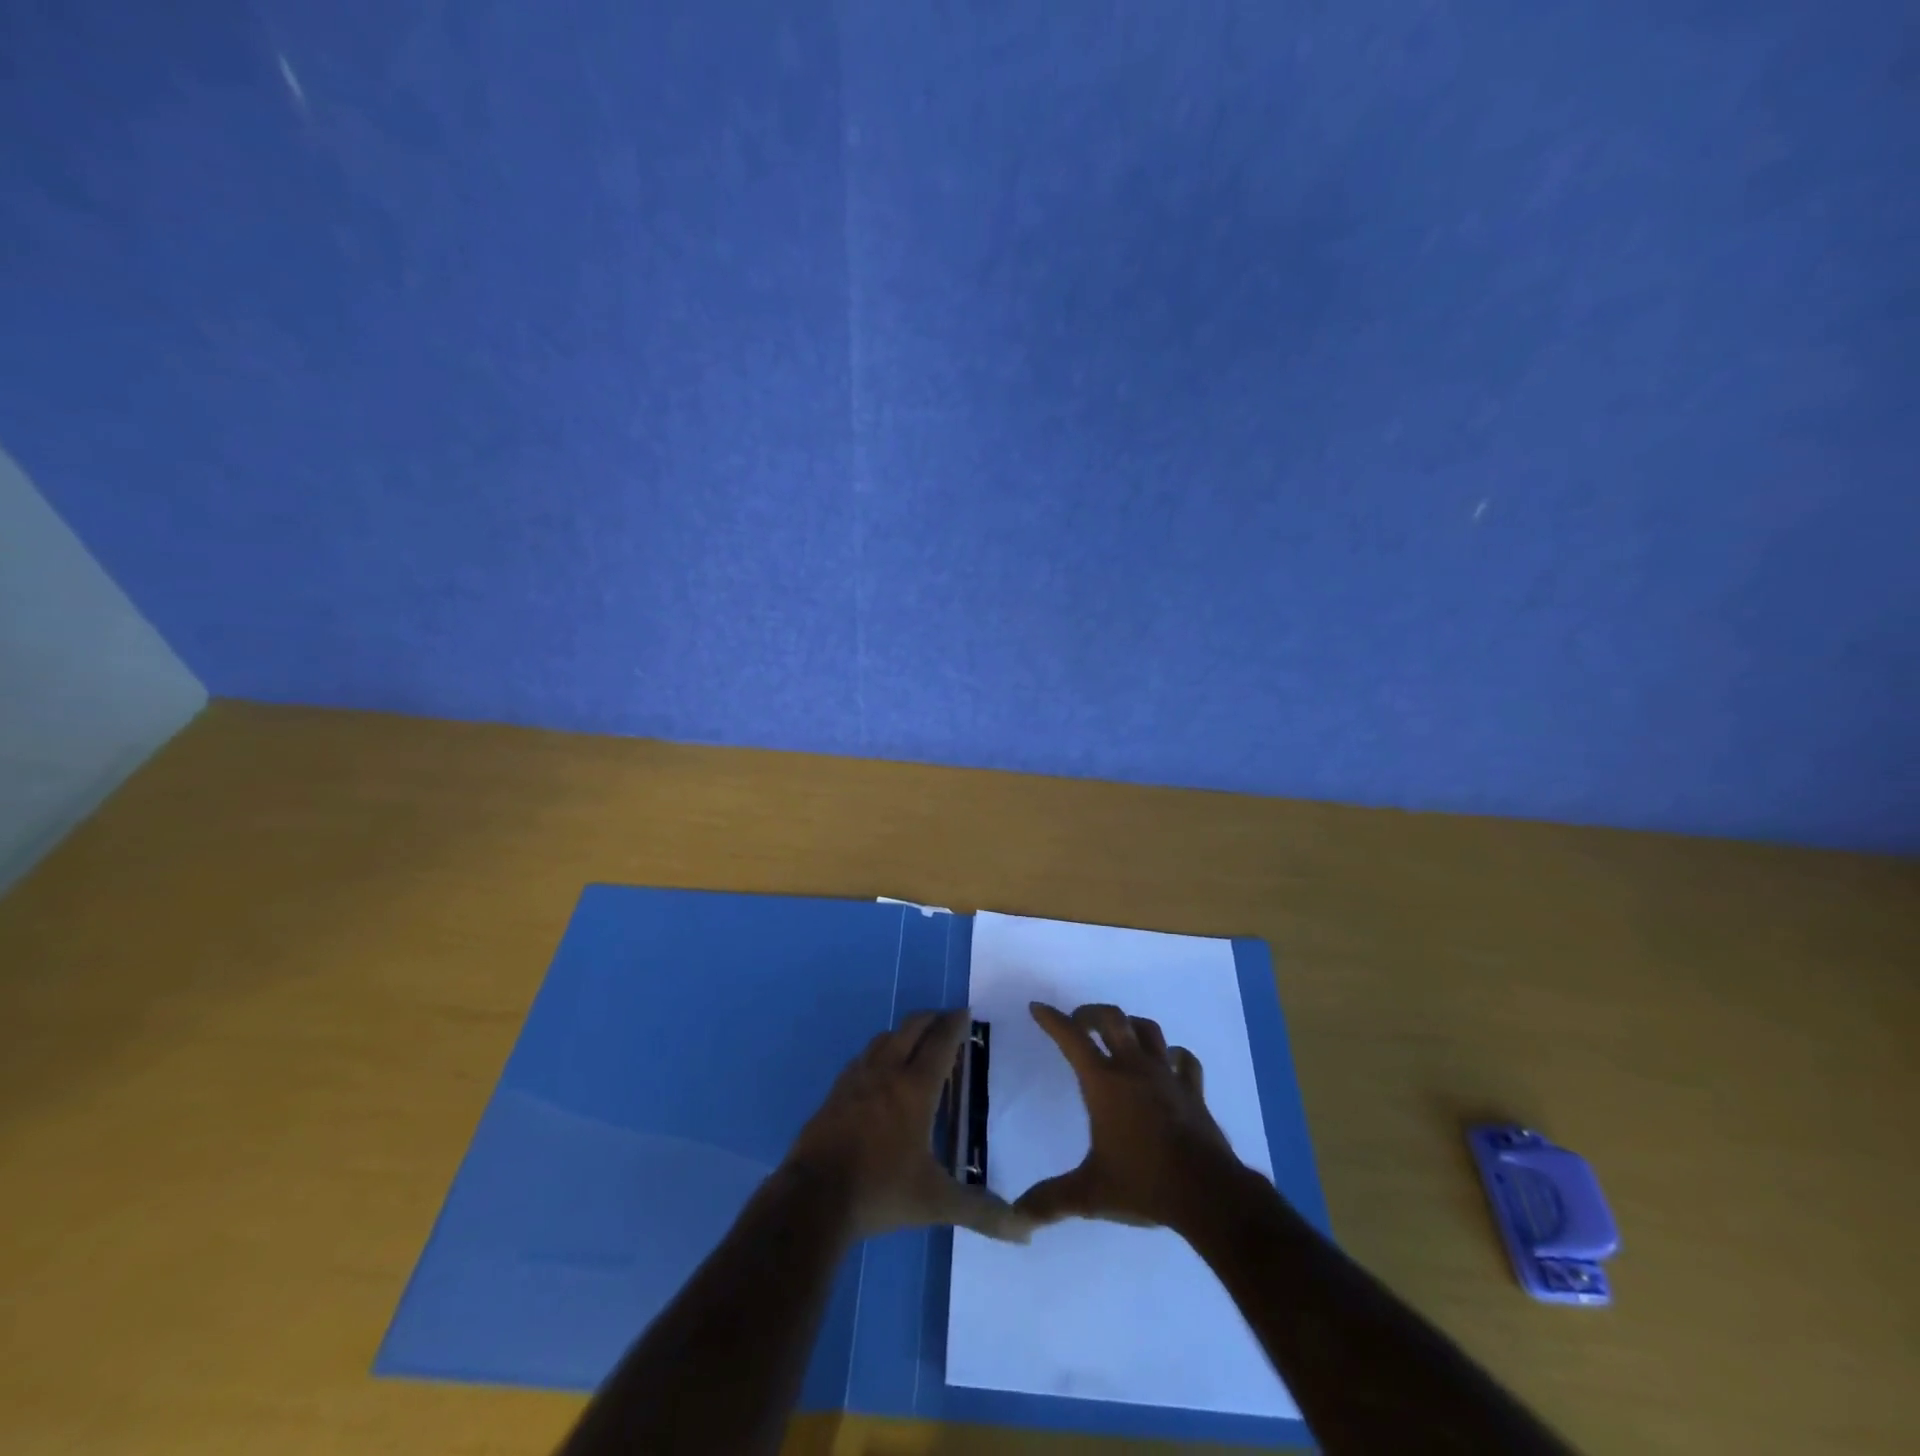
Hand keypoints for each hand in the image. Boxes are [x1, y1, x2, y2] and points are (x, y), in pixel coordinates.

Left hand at [787, 1008, 1032, 1242]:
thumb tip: (1026, 1232)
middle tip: (946, 1021)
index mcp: (915, 1089)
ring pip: (884, 1038)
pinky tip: (879, 1070)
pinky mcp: (835, 1092)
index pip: (941, 1043)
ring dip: (904, 1033)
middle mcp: (887, 1072)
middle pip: (911, 1029)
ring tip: (916, 1043)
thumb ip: (981, 1211)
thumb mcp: (936, 1203)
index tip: (965, 1012)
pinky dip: (879, 1051)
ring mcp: (856, 1078)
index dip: (954, 1024)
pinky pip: (863, 1057)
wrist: (813, 1198)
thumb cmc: (881, 1192)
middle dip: (931, 1019)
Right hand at [1016, 1001, 1245, 1230]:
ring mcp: (1167, 1076)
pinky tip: (1168, 1062)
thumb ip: (1051, 1201)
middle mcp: (1134, 1068)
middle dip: (1091, 1013)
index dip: (1052, 1020)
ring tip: (1119, 1034)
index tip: (1038, 1007)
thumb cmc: (1143, 1184)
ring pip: (1148, 1030)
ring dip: (1130, 1025)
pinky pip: (1184, 1060)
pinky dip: (1173, 1055)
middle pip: (1112, 1019)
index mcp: (1104, 1083)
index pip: (1071, 1039)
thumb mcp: (1090, 1194)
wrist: (1207, 1192)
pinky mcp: (1193, 1091)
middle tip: (1078, 1023)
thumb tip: (1016, 1218)